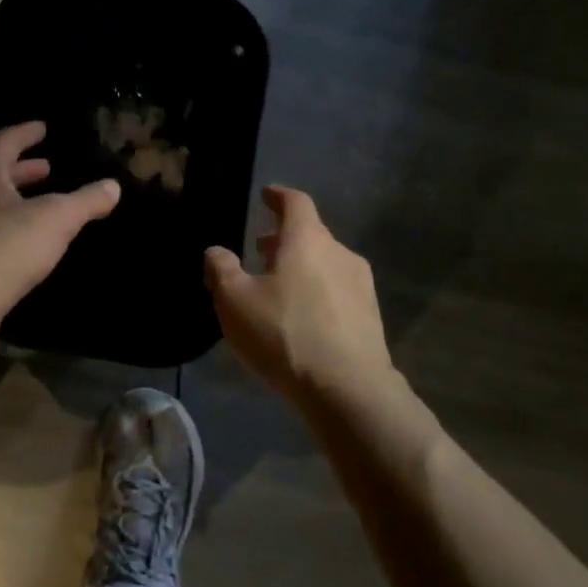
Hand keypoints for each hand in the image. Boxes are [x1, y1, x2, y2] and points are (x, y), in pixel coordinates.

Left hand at [0, 122, 119, 338]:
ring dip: (8, 195)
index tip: (43, 128)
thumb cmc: (5, 248)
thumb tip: (113, 186)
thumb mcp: (56, 220)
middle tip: (45, 167)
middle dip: (20, 168)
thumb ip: (86, 201)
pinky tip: (14, 236)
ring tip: (33, 199)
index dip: (27, 133)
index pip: (6, 140)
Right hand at [205, 186, 394, 405]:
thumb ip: (221, 269)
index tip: (267, 195)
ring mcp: (361, 287)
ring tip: (277, 286)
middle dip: (284, 238)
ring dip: (301, 267)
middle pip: (311, 234)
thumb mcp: (234, 301)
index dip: (278, 196)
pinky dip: (317, 292)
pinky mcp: (371, 319)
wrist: (349, 392)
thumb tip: (216, 251)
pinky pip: (338, 292)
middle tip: (260, 250)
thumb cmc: (285, 334)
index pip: (295, 202)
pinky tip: (301, 318)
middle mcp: (339, 254)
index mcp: (307, 240)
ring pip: (325, 264)